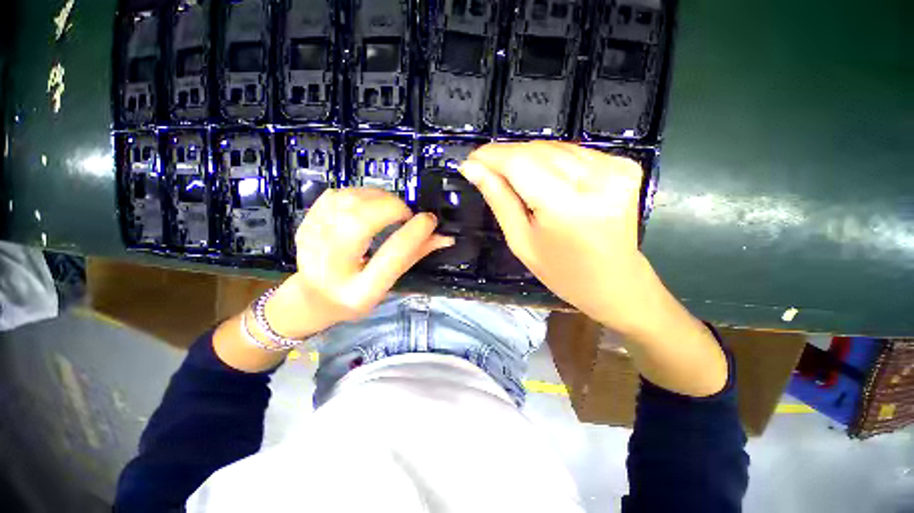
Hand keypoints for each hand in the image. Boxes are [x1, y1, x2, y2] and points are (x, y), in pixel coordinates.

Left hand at [266, 188, 453, 338]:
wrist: (312, 298)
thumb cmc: (356, 298)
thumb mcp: (388, 285)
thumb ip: (414, 257)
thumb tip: (445, 237)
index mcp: (360, 290)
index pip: (391, 255)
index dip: (415, 233)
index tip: (429, 220)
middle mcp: (333, 266)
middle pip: (361, 222)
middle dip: (392, 208)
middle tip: (406, 214)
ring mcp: (313, 242)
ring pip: (347, 201)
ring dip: (377, 197)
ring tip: (390, 208)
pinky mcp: (305, 224)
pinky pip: (335, 195)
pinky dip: (359, 193)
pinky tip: (368, 205)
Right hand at [461, 141, 727, 395]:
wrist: (616, 282)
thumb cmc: (562, 273)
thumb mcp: (521, 242)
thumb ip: (499, 200)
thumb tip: (472, 169)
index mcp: (567, 207)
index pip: (520, 163)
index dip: (491, 157)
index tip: (470, 160)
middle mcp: (596, 180)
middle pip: (537, 150)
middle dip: (506, 156)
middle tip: (485, 169)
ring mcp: (616, 169)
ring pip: (555, 147)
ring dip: (527, 157)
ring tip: (511, 176)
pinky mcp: (625, 166)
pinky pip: (574, 152)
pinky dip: (551, 160)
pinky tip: (542, 177)